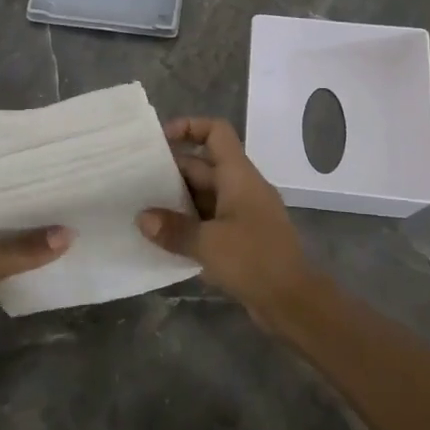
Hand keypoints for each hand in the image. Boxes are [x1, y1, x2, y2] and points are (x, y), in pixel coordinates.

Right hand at [137, 117, 314, 323]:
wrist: (294, 302)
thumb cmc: (254, 260)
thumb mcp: (208, 243)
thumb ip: (173, 229)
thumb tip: (142, 218)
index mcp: (238, 175)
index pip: (216, 132)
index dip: (188, 127)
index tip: (158, 141)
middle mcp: (241, 187)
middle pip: (202, 165)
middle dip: (170, 170)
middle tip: (135, 181)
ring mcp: (242, 213)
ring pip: (203, 195)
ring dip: (176, 200)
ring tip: (142, 209)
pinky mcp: (241, 238)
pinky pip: (209, 220)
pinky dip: (188, 223)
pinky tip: (163, 238)